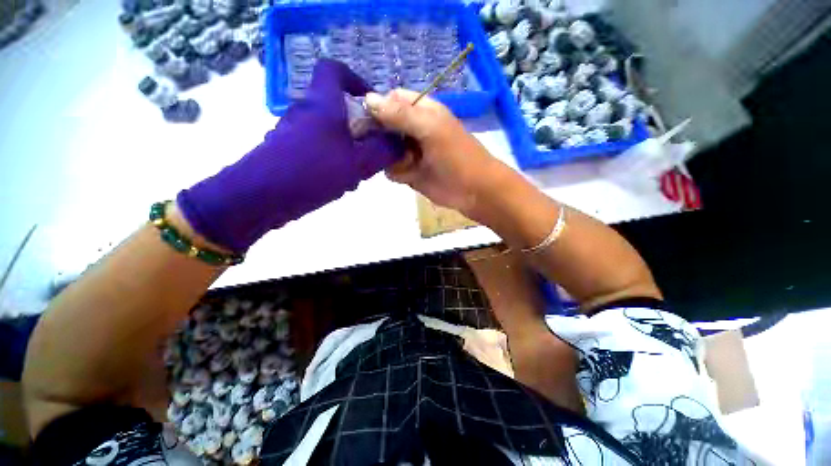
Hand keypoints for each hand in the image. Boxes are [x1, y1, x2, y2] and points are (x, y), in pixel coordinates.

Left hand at [177, 60, 403, 251]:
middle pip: (331, 103)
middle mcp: (303, 109)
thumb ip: (383, 149)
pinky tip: (331, 183)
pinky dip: (323, 157)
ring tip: (352, 172)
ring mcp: (287, 130)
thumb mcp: (358, 162)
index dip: (352, 77)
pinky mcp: (279, 150)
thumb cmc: (310, 169)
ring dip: (340, 144)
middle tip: (368, 146)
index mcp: (322, 100)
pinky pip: (308, 145)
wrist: (257, 197)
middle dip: (353, 122)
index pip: (332, 68)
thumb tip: (397, 141)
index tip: (367, 100)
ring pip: (322, 128)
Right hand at [364, 89, 511, 220]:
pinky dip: (394, 170)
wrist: (475, 191)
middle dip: (374, 132)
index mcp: (420, 109)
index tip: (364, 117)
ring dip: (384, 154)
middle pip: (381, 122)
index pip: (390, 98)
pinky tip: (407, 175)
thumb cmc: (456, 154)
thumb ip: (399, 114)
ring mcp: (408, 148)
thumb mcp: (429, 128)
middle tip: (372, 142)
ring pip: (381, 146)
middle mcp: (411, 125)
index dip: (376, 105)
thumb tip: (366, 98)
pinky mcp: (406, 169)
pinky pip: (387, 166)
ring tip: (401, 160)